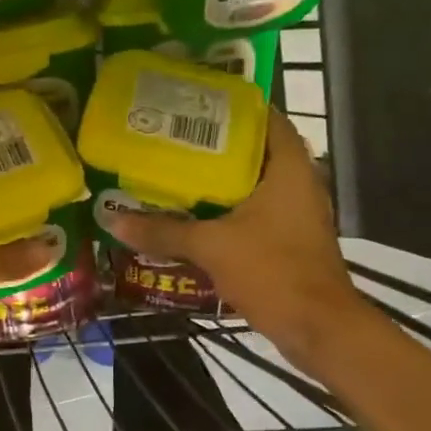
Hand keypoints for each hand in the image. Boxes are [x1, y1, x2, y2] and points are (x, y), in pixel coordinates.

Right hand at [100, 110, 358, 349]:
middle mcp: (298, 183)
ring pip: (253, 185)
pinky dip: (227, 211)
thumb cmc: (272, 271)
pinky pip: (254, 213)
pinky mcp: (290, 240)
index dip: (231, 107)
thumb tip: (113, 220)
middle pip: (254, 152)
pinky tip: (193, 218)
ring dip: (219, 182)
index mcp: (289, 168)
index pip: (265, 118)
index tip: (193, 104)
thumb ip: (163, 231)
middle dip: (215, 146)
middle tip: (172, 141)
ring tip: (174, 175)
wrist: (316, 327)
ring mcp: (296, 214)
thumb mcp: (211, 247)